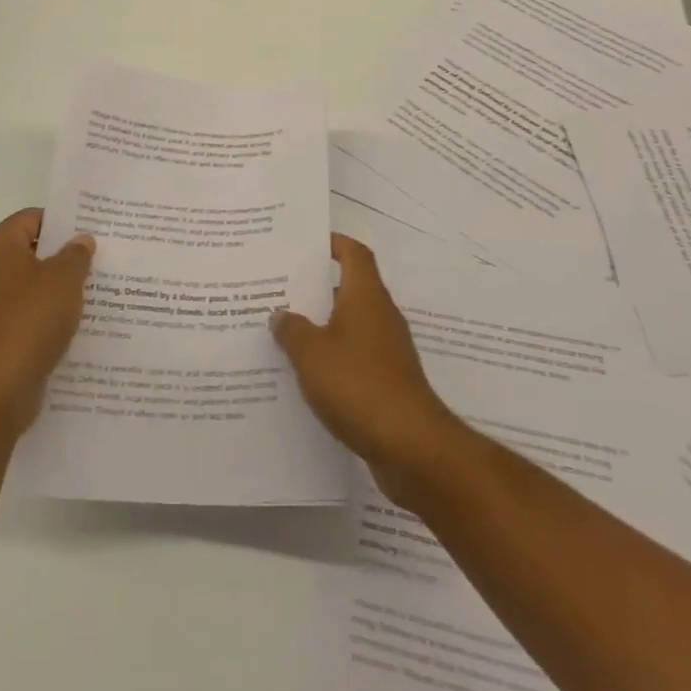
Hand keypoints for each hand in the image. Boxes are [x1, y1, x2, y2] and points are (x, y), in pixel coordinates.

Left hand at [0, 208, 94, 434]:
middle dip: (67, 254)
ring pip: (36, 283)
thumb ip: (76, 254)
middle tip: (103, 256)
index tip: (94, 229)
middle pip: (35, 250)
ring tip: (100, 287)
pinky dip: (54, 313)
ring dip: (63, 286)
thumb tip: (81, 241)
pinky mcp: (2, 332)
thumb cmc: (30, 319)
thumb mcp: (64, 278)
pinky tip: (82, 319)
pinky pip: (33, 312)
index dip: (64, 221)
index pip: (34, 218)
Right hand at [272, 234, 467, 502]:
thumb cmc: (358, 384)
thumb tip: (281, 315)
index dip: (332, 243)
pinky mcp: (387, 382)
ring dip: (320, 326)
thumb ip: (291, 329)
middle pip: (348, 288)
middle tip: (279, 288)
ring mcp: (387, 351)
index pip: (353, 254)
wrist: (411, 447)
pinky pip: (354, 357)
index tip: (305, 244)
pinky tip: (304, 374)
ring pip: (349, 326)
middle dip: (315, 288)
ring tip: (282, 331)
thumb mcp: (311, 353)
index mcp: (366, 296)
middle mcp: (380, 316)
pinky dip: (331, 358)